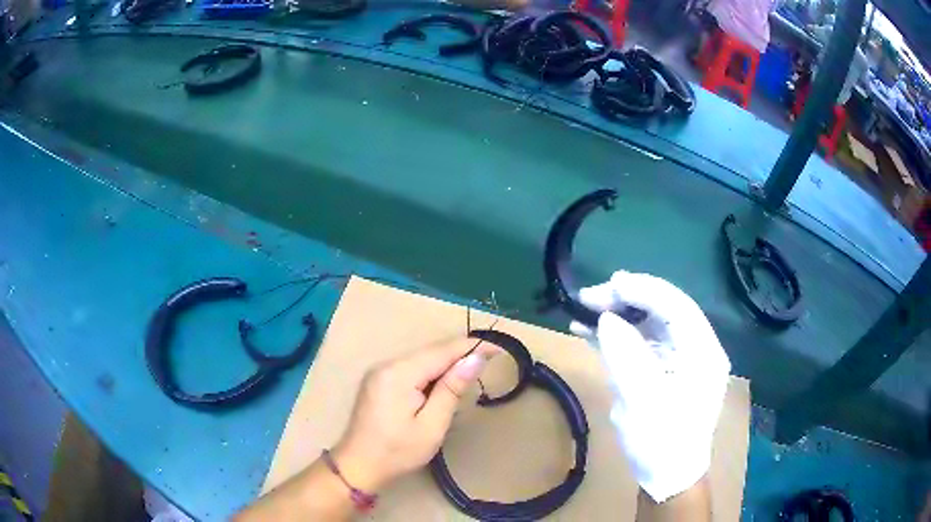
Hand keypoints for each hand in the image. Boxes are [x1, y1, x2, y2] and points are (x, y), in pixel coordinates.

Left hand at [332, 337, 500, 492]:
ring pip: (422, 360)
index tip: (500, 348)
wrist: (358, 466)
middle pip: (431, 353)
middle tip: (491, 361)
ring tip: (471, 374)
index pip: (442, 351)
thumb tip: (475, 359)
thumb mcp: (431, 425)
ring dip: (447, 365)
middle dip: (460, 355)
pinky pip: (411, 369)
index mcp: (398, 373)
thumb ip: (452, 389)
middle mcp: (387, 364)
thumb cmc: (397, 452)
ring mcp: (379, 371)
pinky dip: (431, 374)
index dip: (472, 346)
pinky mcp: (378, 380)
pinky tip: (443, 385)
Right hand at [570, 271, 730, 502]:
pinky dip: (616, 335)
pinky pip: (641, 342)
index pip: (677, 306)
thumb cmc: (661, 443)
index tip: (609, 284)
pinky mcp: (663, 368)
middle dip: (626, 299)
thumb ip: (626, 356)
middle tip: (588, 297)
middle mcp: (696, 348)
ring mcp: (679, 357)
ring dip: (617, 315)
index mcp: (703, 352)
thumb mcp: (642, 402)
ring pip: (649, 322)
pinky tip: (589, 331)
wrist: (666, 475)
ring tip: (583, 309)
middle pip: (663, 309)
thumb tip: (606, 319)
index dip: (644, 289)